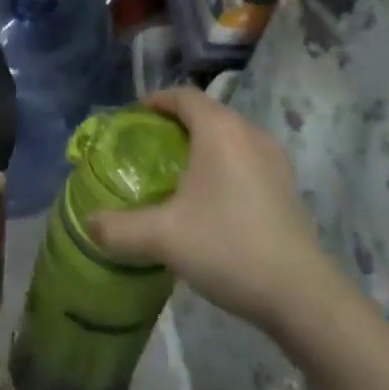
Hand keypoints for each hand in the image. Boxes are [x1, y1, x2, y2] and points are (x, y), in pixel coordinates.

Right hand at [88, 87, 330, 333]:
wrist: (299, 293)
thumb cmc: (227, 247)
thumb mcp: (163, 238)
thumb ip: (119, 228)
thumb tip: (88, 223)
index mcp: (220, 130)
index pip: (184, 95)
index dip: (156, 100)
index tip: (133, 117)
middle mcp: (249, 133)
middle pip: (207, 112)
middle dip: (176, 122)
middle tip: (148, 146)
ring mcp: (274, 158)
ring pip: (229, 136)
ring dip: (202, 144)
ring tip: (176, 172)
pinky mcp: (286, 184)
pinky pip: (245, 157)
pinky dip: (223, 163)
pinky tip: (211, 198)